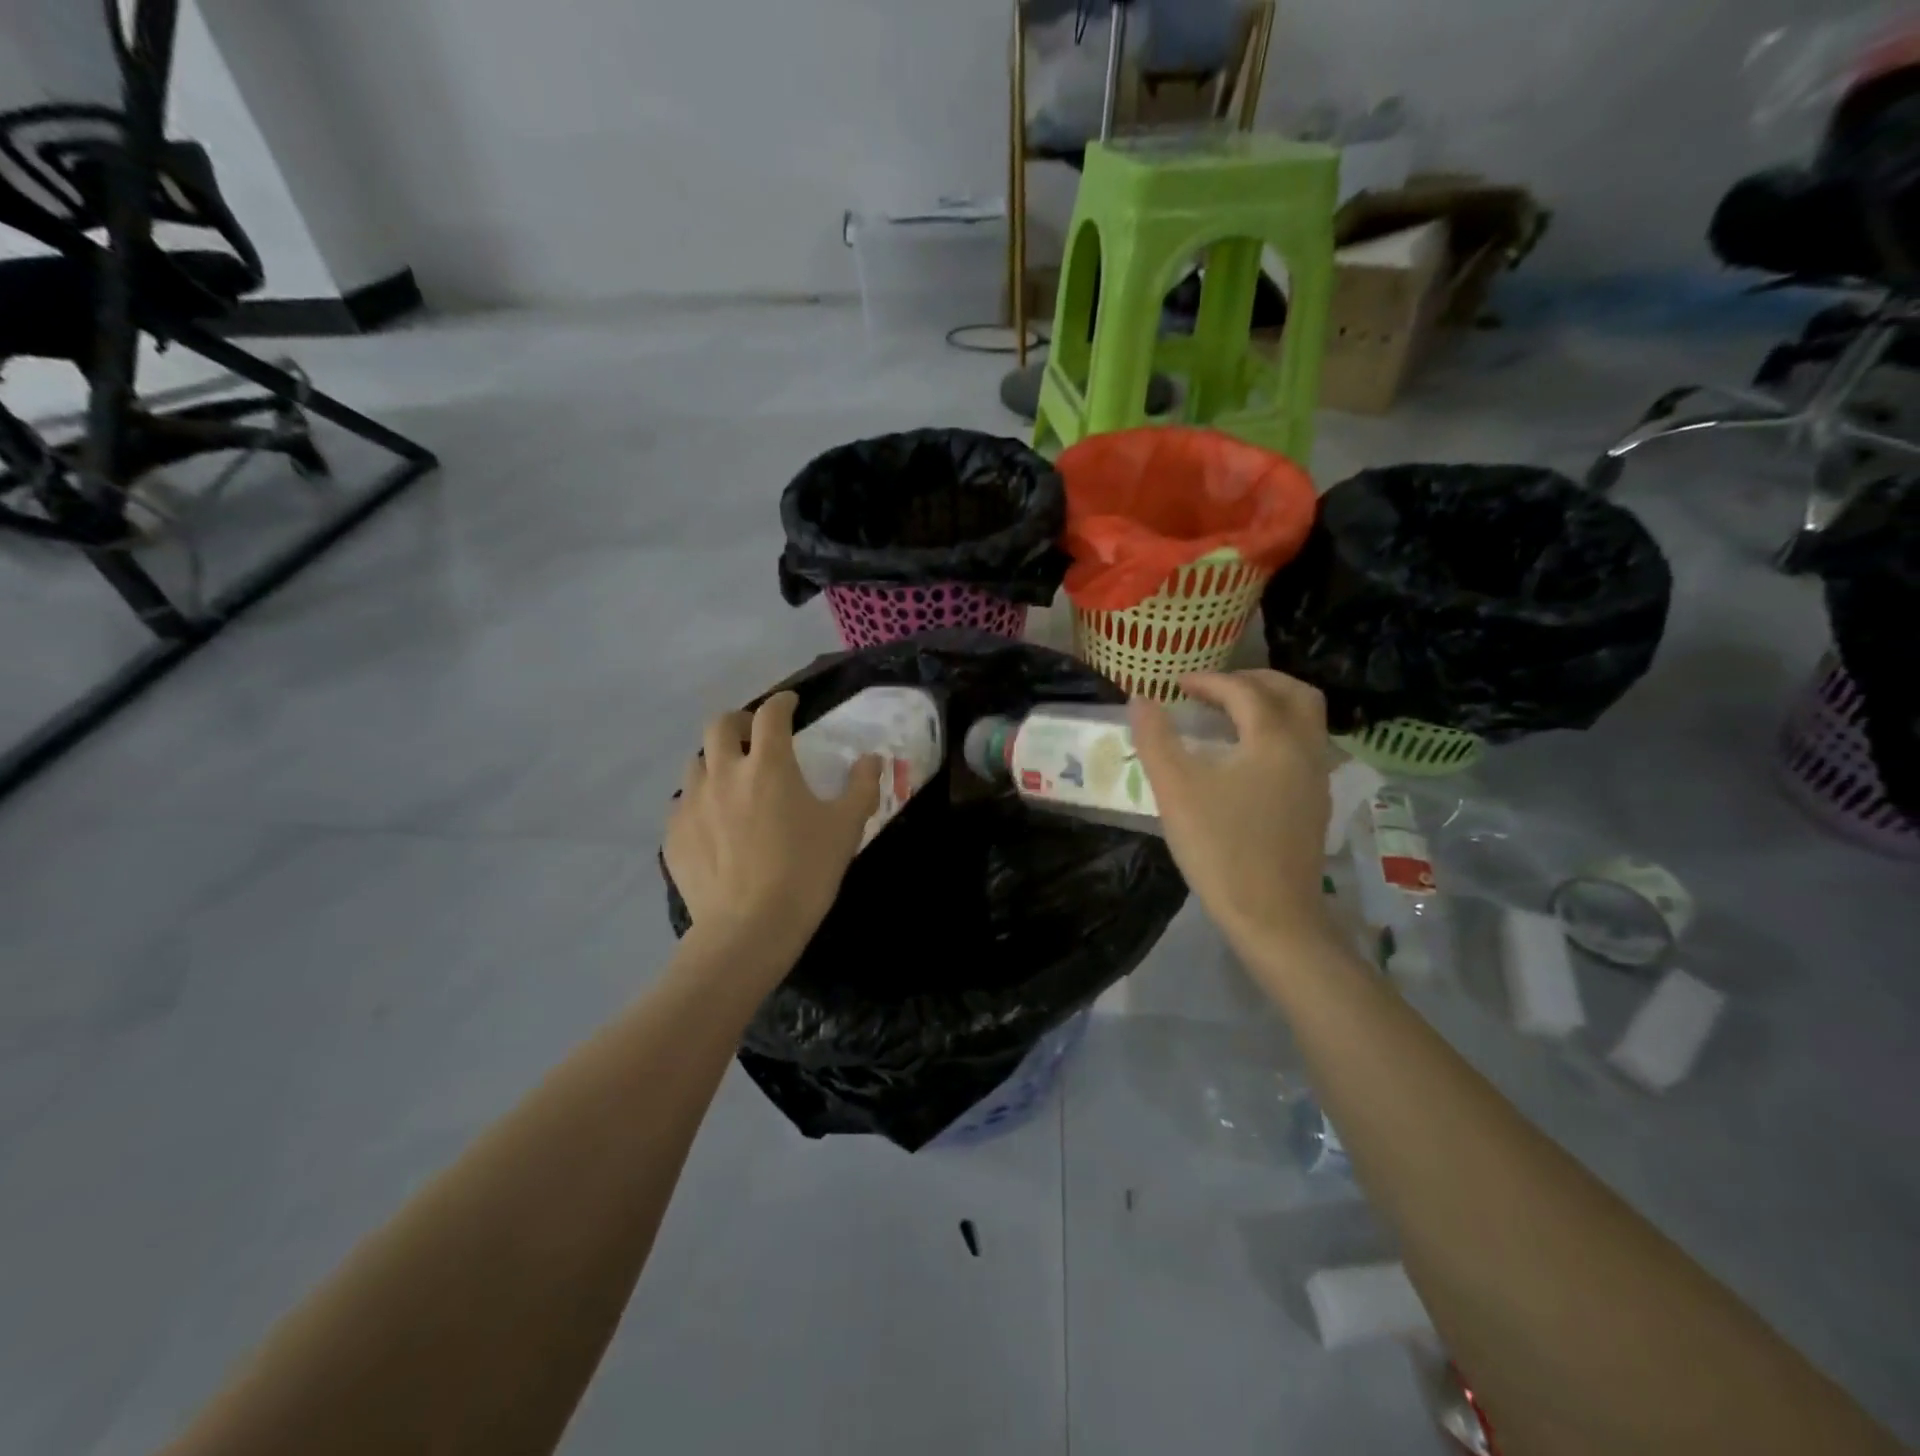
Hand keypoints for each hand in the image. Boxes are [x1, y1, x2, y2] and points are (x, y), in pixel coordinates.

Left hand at [666, 693, 881, 969]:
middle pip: (720, 725)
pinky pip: (683, 804)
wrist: (749, 928)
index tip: (791, 704)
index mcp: (768, 765)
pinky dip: (699, 802)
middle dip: (739, 721)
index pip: (771, 714)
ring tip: (732, 781)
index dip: (783, 702)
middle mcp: (724, 773)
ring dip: (716, 761)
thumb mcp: (845, 828)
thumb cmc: (805, 872)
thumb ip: (861, 787)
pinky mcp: (674, 834)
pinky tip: (713, 823)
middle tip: (754, 735)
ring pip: (696, 763)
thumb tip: (871, 759)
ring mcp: (693, 803)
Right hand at [1130, 670, 1333, 954]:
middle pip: (1294, 693)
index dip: (1208, 681)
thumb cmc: (1220, 847)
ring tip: (1232, 716)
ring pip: (1306, 721)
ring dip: (1272, 705)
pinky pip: (1306, 748)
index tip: (1176, 684)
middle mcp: (1306, 749)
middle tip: (1216, 688)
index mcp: (1274, 738)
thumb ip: (1156, 738)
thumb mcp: (1176, 789)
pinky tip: (1249, 758)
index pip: (1243, 691)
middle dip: (1255, 680)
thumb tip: (1140, 699)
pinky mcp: (1317, 805)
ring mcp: (1318, 779)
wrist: (1272, 916)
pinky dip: (1280, 733)